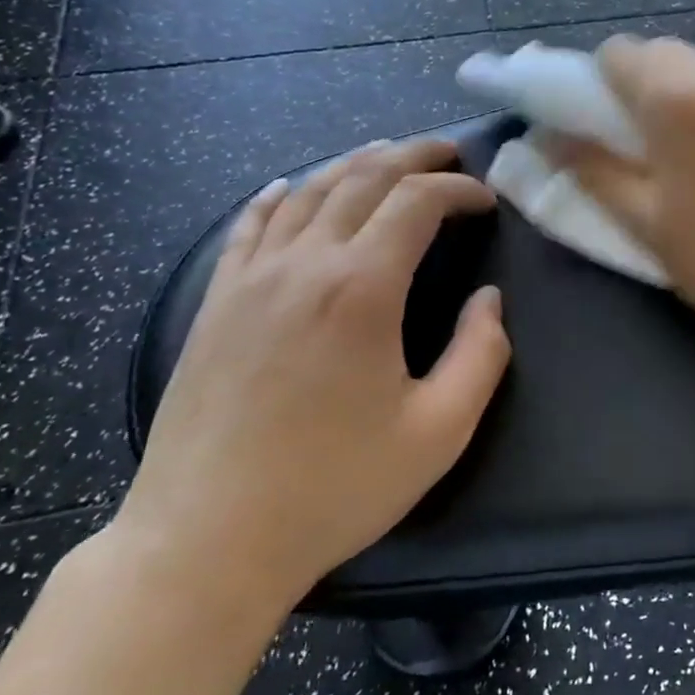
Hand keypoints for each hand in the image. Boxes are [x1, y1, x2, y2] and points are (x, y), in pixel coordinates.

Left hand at [114, 139, 511, 610]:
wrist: (206, 541)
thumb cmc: (334, 489)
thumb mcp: (438, 432)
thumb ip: (481, 355)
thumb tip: (488, 299)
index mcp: (361, 289)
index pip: (417, 202)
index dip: (459, 190)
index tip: (487, 202)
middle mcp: (304, 265)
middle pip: (362, 179)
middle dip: (413, 156)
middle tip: (448, 153)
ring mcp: (250, 279)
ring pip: (305, 191)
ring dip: (353, 164)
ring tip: (386, 156)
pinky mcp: (215, 303)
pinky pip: (248, 227)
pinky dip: (277, 196)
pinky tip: (288, 187)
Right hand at [557, 36, 694, 354]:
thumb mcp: (646, 223)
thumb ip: (591, 170)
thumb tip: (548, 137)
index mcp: (678, 97)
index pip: (618, 53)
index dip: (600, 85)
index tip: (605, 127)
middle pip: (666, 54)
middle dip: (645, 89)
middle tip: (650, 148)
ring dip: (692, 98)